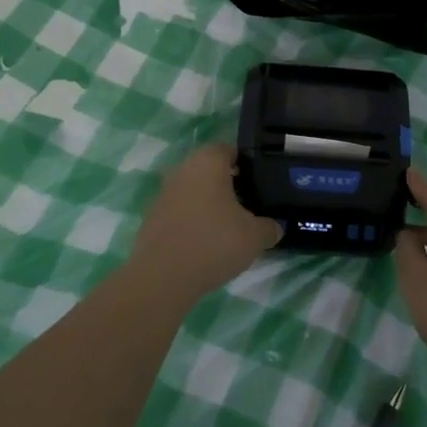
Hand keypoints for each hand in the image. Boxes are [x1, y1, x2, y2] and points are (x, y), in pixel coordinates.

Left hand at [128, 144, 280, 304]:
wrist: (163, 277)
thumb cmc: (214, 242)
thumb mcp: (255, 237)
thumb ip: (269, 227)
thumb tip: (274, 227)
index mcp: (207, 162)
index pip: (229, 150)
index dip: (247, 164)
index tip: (260, 182)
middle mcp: (182, 169)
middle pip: (210, 170)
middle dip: (228, 184)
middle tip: (248, 205)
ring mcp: (164, 193)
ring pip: (193, 191)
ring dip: (209, 204)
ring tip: (229, 227)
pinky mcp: (152, 218)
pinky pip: (180, 212)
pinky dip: (193, 221)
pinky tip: (206, 242)